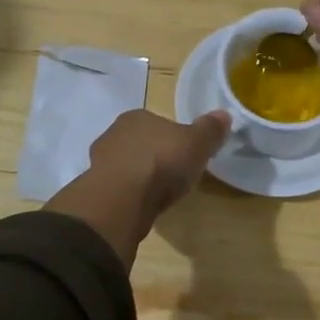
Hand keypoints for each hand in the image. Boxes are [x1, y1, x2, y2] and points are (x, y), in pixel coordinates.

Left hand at [47, 109, 230, 265]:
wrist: (123, 199)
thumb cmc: (162, 162)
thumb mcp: (197, 143)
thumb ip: (210, 129)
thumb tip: (224, 114)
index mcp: (137, 116)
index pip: (158, 123)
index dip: (174, 138)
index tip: (186, 154)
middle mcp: (114, 133)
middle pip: (141, 143)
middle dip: (156, 156)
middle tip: (175, 174)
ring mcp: (100, 162)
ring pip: (127, 165)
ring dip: (140, 177)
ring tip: (160, 193)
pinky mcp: (96, 188)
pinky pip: (119, 187)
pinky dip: (130, 194)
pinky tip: (143, 205)